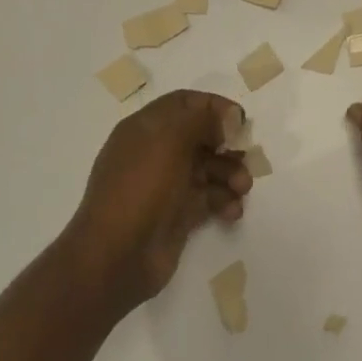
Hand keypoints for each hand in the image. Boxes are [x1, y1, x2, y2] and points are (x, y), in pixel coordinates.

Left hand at [67, 90, 251, 309]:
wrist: (115, 256)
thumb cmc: (141, 188)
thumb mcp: (169, 141)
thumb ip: (202, 119)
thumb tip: (229, 116)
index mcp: (145, 128)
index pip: (184, 104)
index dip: (213, 107)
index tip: (240, 121)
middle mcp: (155, 153)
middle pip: (200, 137)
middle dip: (227, 145)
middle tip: (246, 156)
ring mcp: (166, 185)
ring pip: (208, 169)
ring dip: (230, 174)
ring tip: (242, 188)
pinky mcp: (177, 215)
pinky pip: (208, 199)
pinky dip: (224, 201)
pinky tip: (232, 211)